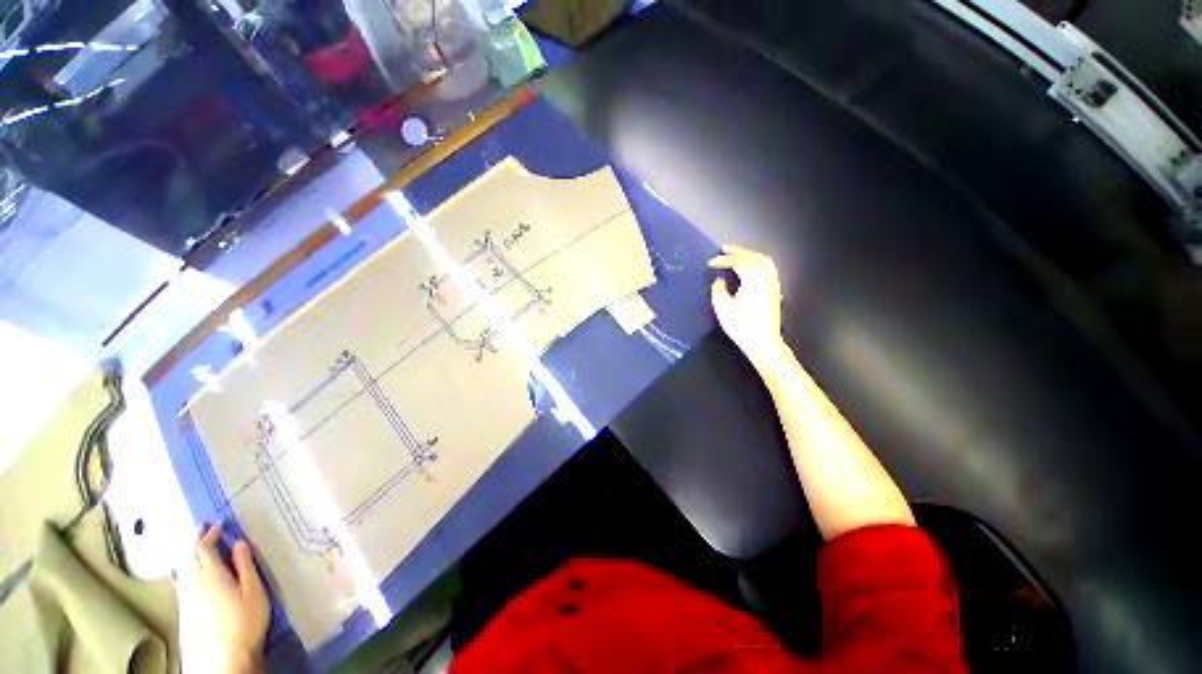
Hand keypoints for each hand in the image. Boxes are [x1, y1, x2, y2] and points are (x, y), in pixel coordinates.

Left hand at [176, 524, 269, 673]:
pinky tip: (189, 572)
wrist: (223, 656)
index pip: (205, 547)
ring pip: (183, 567)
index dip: (210, 533)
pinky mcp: (184, 607)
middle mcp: (193, 581)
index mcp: (211, 574)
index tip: (220, 523)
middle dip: (196, 540)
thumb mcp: (254, 591)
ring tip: (196, 546)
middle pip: (189, 555)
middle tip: (203, 528)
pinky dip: (186, 567)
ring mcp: (186, 595)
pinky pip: (181, 579)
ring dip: (189, 553)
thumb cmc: (245, 620)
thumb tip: (239, 542)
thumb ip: (245, 566)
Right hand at [709, 244, 784, 366]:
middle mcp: (766, 276)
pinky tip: (750, 268)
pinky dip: (758, 262)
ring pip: (763, 261)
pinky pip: (768, 268)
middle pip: (753, 257)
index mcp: (754, 278)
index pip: (738, 262)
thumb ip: (718, 289)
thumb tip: (720, 280)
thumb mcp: (723, 307)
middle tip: (724, 249)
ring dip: (749, 255)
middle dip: (738, 252)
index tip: (710, 263)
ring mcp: (773, 283)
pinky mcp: (775, 291)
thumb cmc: (741, 325)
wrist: (763, 342)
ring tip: (737, 254)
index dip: (723, 261)